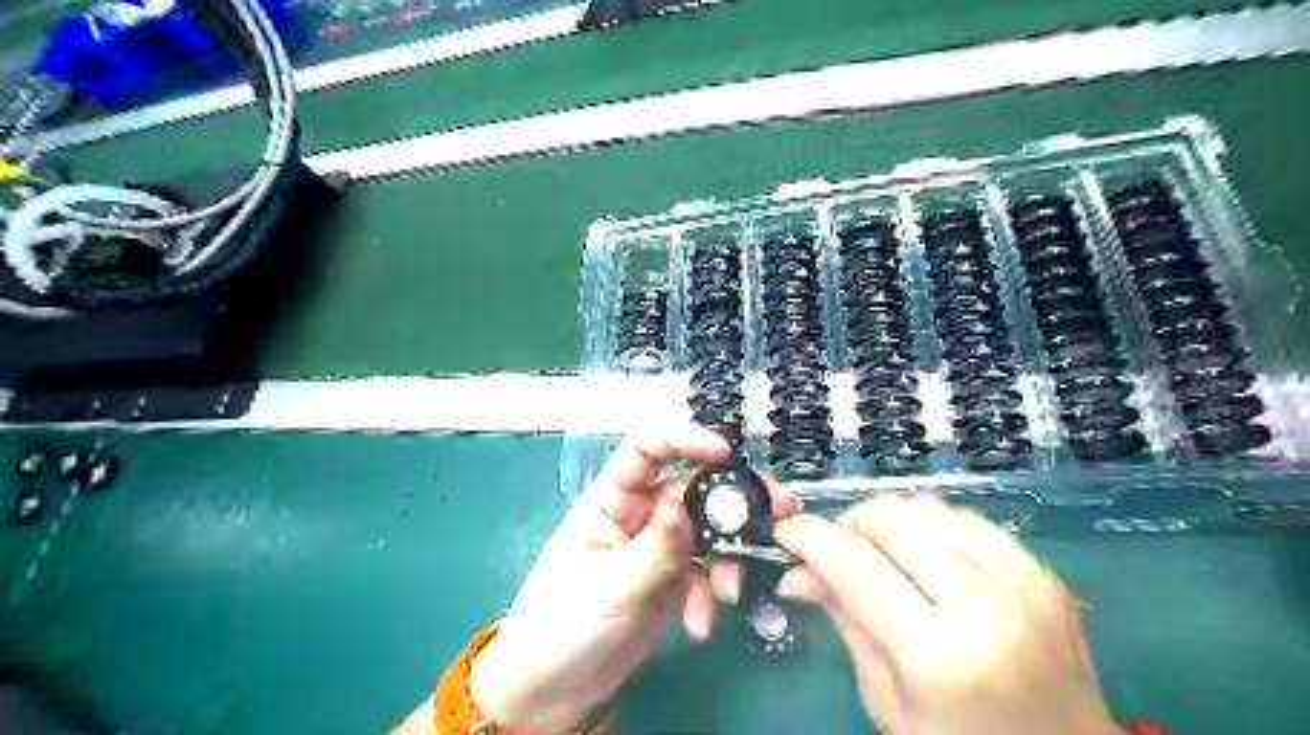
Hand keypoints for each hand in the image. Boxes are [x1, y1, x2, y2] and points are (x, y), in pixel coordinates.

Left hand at [475, 426, 797, 734]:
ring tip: (730, 591)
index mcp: (611, 500)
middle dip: (732, 501)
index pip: (647, 450)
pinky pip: (704, 574)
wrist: (551, 692)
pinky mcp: (671, 583)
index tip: (724, 451)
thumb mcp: (610, 584)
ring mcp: (658, 549)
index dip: (684, 439)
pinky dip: (710, 594)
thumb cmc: (560, 626)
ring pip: (706, 533)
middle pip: (692, 490)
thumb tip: (690, 503)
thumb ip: (657, 546)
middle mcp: (639, 516)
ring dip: (726, 558)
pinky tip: (700, 622)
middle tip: (777, 508)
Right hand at [770, 494, 1121, 733]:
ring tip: (879, 555)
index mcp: (937, 653)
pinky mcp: (1040, 570)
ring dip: (888, 522)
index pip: (853, 563)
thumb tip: (794, 572)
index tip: (784, 532)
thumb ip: (842, 620)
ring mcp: (1020, 580)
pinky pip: (964, 517)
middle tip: (834, 551)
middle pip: (889, 518)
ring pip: (925, 507)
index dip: (808, 537)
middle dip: (847, 523)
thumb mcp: (886, 699)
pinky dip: (929, 526)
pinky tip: (925, 557)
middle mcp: (983, 603)